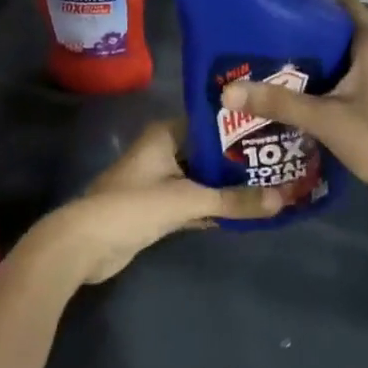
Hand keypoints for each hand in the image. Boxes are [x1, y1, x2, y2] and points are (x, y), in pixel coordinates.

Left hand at [45, 119, 289, 284]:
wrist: (84, 246)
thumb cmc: (134, 206)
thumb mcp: (188, 200)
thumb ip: (234, 200)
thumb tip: (283, 200)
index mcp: (166, 133)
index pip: (212, 122)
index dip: (241, 127)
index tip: (274, 130)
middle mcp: (163, 150)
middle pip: (209, 151)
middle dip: (239, 159)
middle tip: (279, 159)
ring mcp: (159, 180)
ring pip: (202, 177)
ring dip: (227, 185)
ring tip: (269, 183)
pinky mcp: (157, 208)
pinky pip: (194, 200)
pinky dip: (213, 206)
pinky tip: (243, 209)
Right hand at [219, 0, 367, 253]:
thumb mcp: (325, 118)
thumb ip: (278, 103)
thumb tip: (227, 91)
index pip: (341, 1)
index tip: (273, 1)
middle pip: (335, 28)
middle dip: (300, 32)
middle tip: (258, 35)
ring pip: (338, 56)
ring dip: (308, 60)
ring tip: (266, 61)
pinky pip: (343, 78)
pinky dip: (320, 81)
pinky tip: (290, 92)